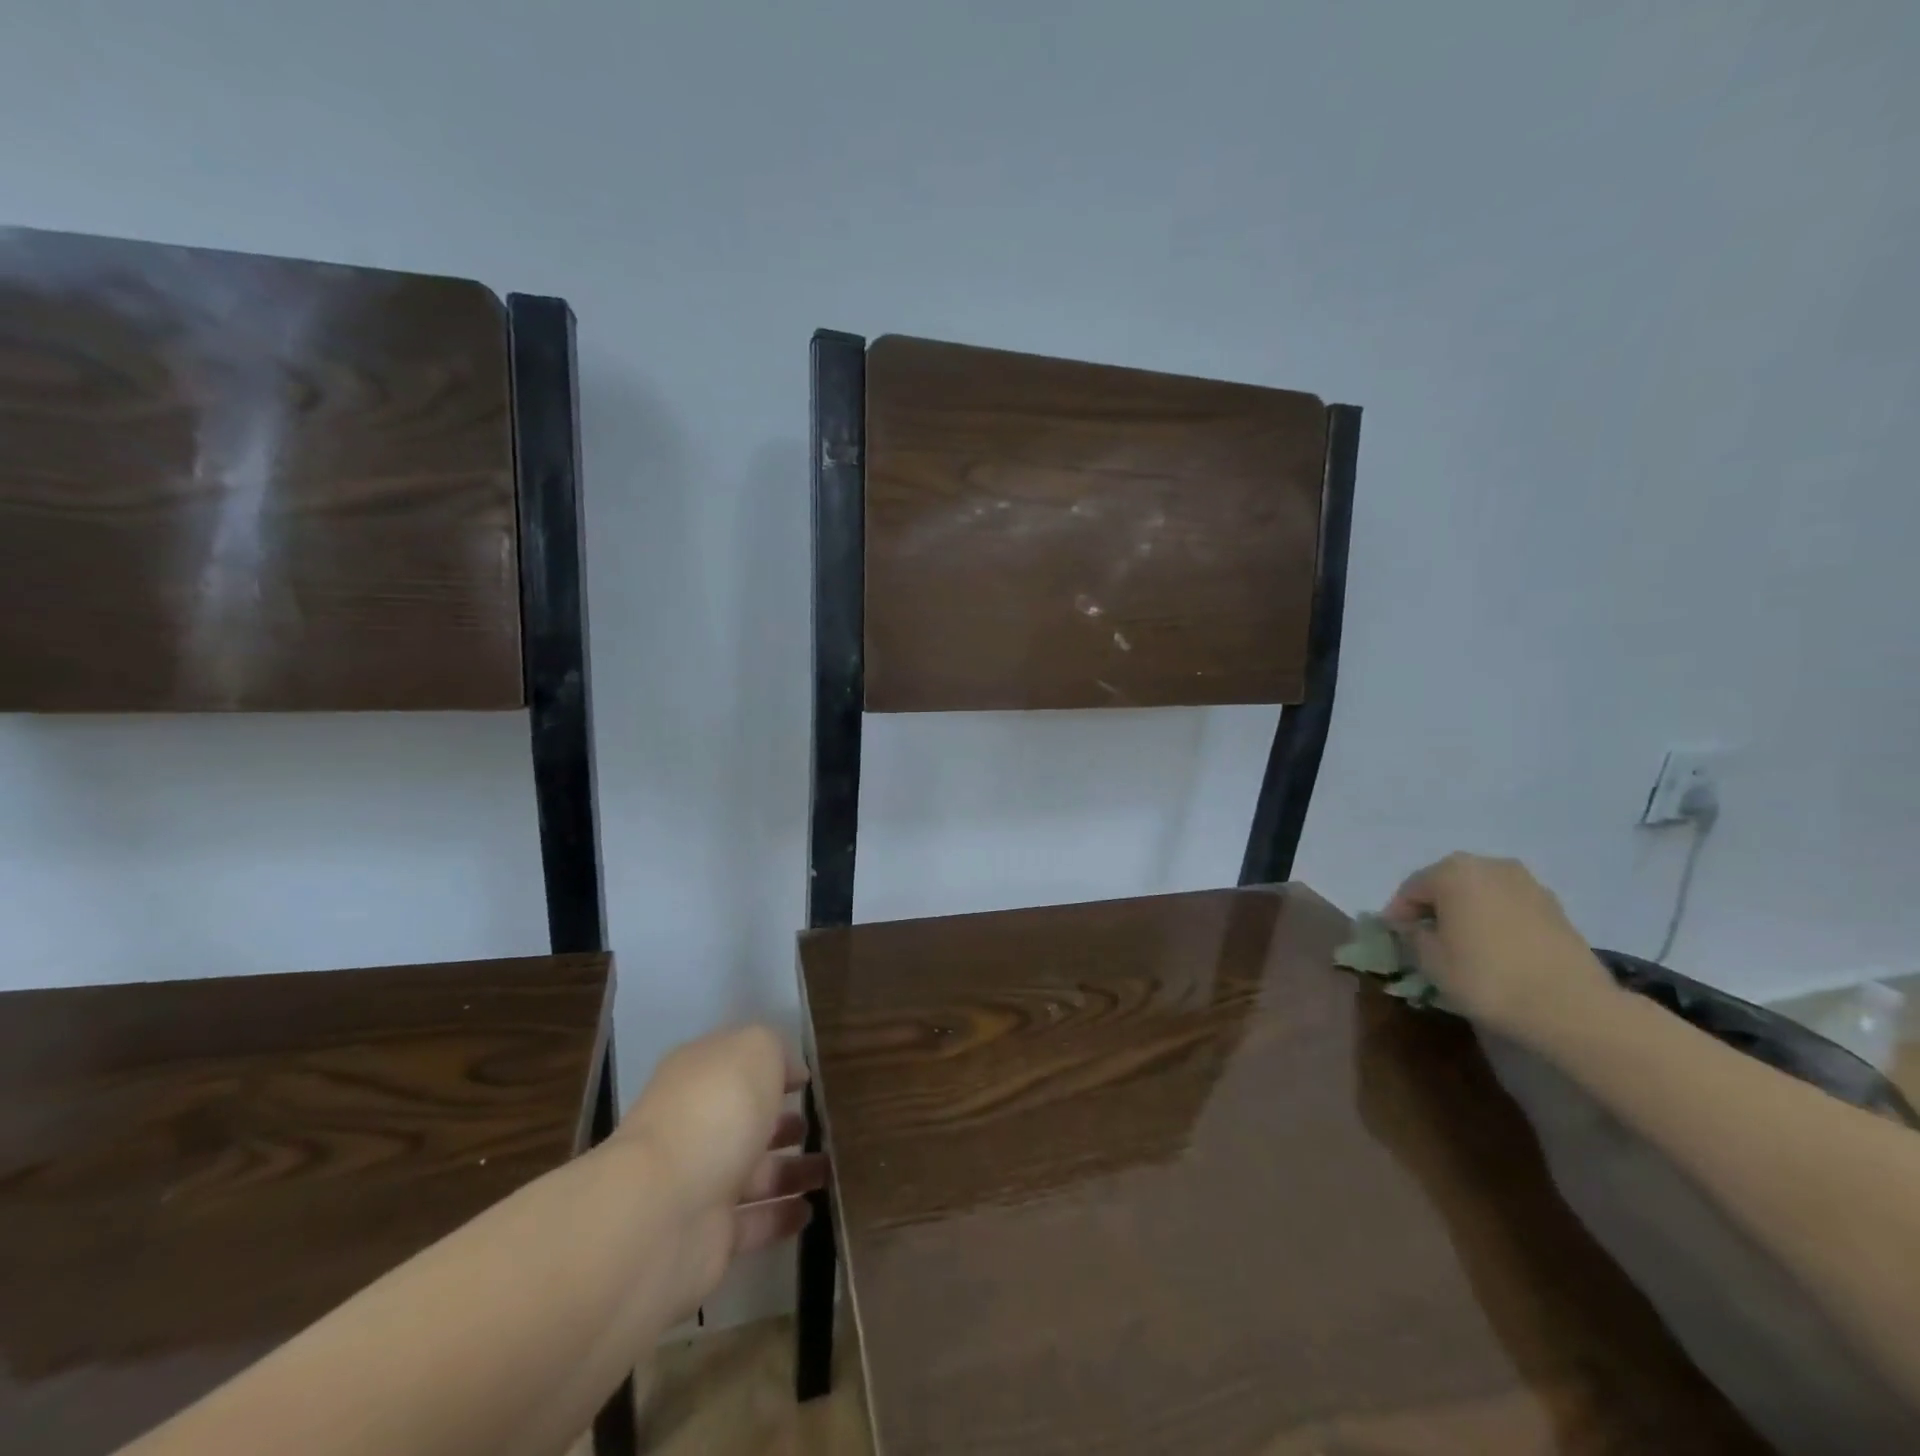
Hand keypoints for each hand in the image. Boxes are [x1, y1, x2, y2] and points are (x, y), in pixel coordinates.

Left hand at [616, 1025, 826, 1315]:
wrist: (662, 1212)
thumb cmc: (715, 1111)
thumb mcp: (755, 1051)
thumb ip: (777, 1051)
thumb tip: (791, 1072)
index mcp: (699, 1077)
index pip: (737, 1065)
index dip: (771, 1068)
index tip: (806, 1080)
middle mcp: (697, 1126)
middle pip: (745, 1122)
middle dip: (781, 1124)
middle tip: (819, 1126)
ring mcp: (700, 1183)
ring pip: (754, 1173)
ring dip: (790, 1170)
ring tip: (829, 1170)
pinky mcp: (709, 1237)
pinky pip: (753, 1221)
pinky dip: (781, 1215)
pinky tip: (810, 1210)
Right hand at [1384, 853, 1616, 1036]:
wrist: (1572, 1007)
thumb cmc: (1486, 977)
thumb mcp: (1429, 960)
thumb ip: (1413, 936)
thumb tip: (1415, 928)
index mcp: (1452, 871)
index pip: (1411, 889)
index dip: (1398, 915)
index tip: (1393, 939)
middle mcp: (1489, 865)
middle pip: (1447, 884)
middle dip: (1434, 908)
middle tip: (1424, 938)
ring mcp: (1527, 883)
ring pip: (1481, 894)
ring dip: (1466, 913)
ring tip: (1462, 944)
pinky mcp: (1555, 907)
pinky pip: (1509, 907)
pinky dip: (1495, 921)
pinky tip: (1494, 949)